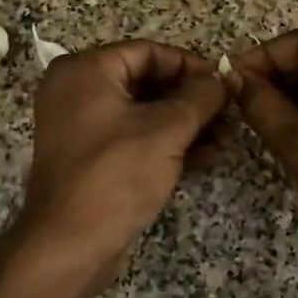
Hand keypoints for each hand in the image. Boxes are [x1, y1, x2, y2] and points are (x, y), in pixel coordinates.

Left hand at [13, 40, 227, 287]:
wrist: (69, 245)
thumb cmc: (115, 176)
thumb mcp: (166, 131)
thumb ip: (198, 98)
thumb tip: (219, 81)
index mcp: (85, 70)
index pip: (147, 52)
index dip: (189, 65)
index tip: (223, 83)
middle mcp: (77, 89)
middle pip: (145, 81)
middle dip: (190, 100)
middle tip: (229, 114)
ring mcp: (80, 124)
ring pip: (143, 112)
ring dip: (184, 124)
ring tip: (225, 141)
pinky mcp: (89, 155)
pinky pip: (132, 136)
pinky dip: (165, 143)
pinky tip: (204, 158)